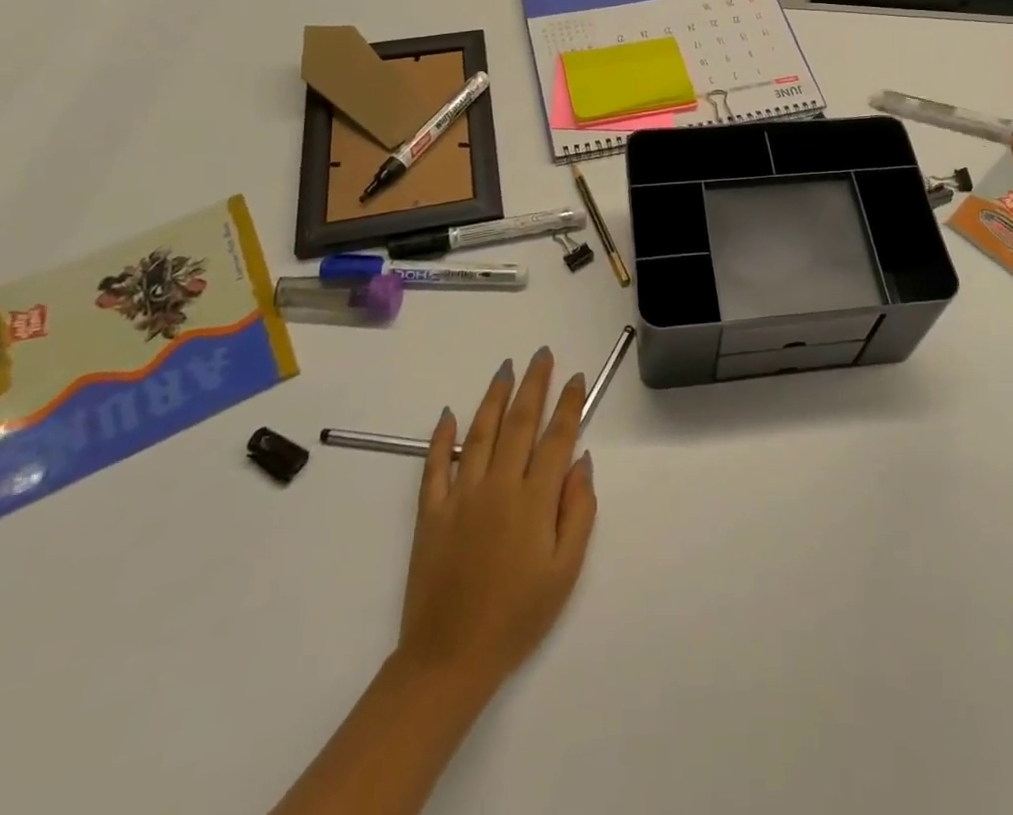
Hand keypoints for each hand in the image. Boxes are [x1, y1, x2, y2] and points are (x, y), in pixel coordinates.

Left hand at [394, 348, 598, 694]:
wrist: (449, 658)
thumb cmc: (518, 616)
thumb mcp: (565, 570)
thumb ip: (578, 511)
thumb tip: (582, 462)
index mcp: (534, 500)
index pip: (557, 437)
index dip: (568, 405)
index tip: (575, 378)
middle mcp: (498, 486)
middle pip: (519, 422)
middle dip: (533, 384)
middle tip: (541, 354)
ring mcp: (461, 495)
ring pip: (480, 432)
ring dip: (495, 397)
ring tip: (506, 369)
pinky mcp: (431, 512)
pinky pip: (435, 465)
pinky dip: (442, 437)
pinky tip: (449, 413)